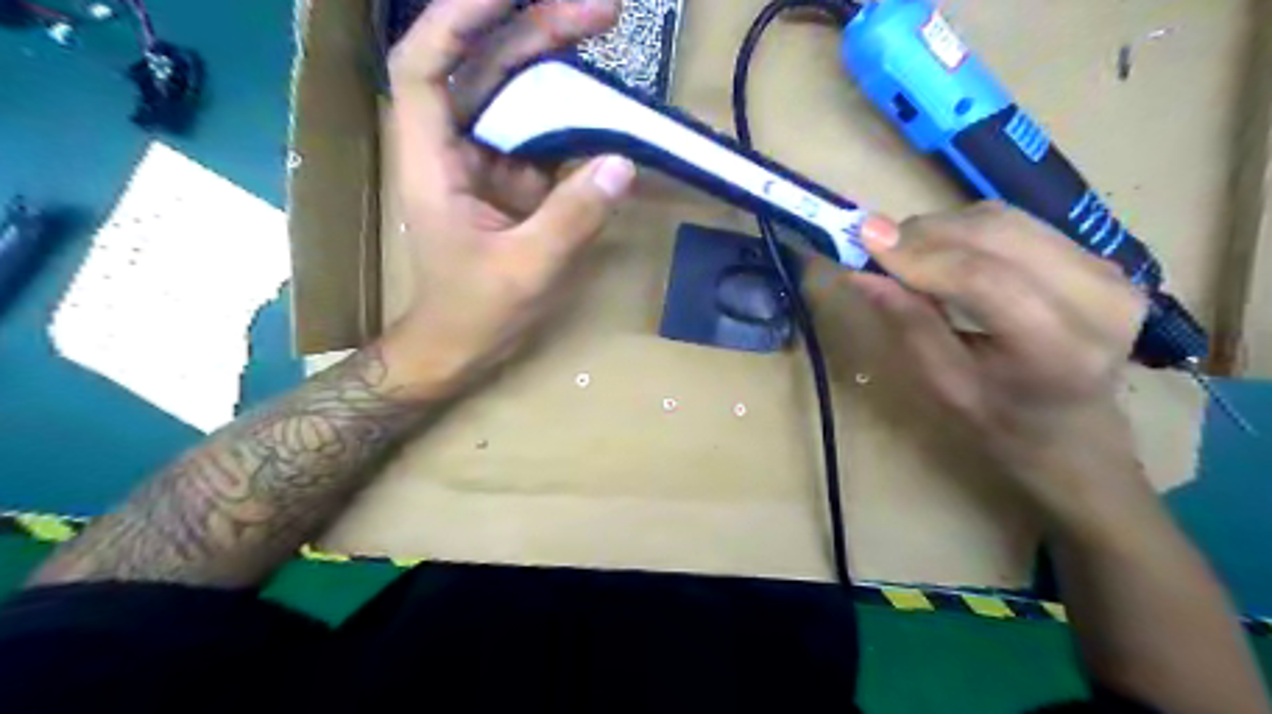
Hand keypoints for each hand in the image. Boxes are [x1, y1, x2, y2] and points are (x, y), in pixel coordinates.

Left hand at [381, 0, 631, 390]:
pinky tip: (605, 99)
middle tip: (599, 9)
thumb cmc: (475, 313)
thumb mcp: (525, 269)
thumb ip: (572, 217)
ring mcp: (488, 163)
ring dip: (558, 61)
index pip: (425, 66)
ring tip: (604, 27)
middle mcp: (456, 148)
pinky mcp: (516, 182)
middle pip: (485, 69)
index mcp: (432, 161)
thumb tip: (622, 163)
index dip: (458, 18)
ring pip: (517, 95)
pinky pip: (544, 135)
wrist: (461, 346)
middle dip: (535, 29)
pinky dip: (573, 114)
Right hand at [853, 204, 1154, 514]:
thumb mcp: (945, 385)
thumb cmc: (1001, 423)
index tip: (864, 239)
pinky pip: (1019, 225)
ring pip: (1006, 220)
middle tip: (877, 246)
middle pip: (998, 235)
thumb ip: (909, 324)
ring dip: (945, 227)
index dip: (920, 255)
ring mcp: (1109, 271)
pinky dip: (968, 231)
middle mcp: (1098, 299)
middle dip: (926, 232)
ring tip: (906, 253)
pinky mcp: (1100, 257)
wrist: (1075, 433)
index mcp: (1059, 350)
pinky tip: (944, 253)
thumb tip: (860, 273)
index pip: (984, 280)